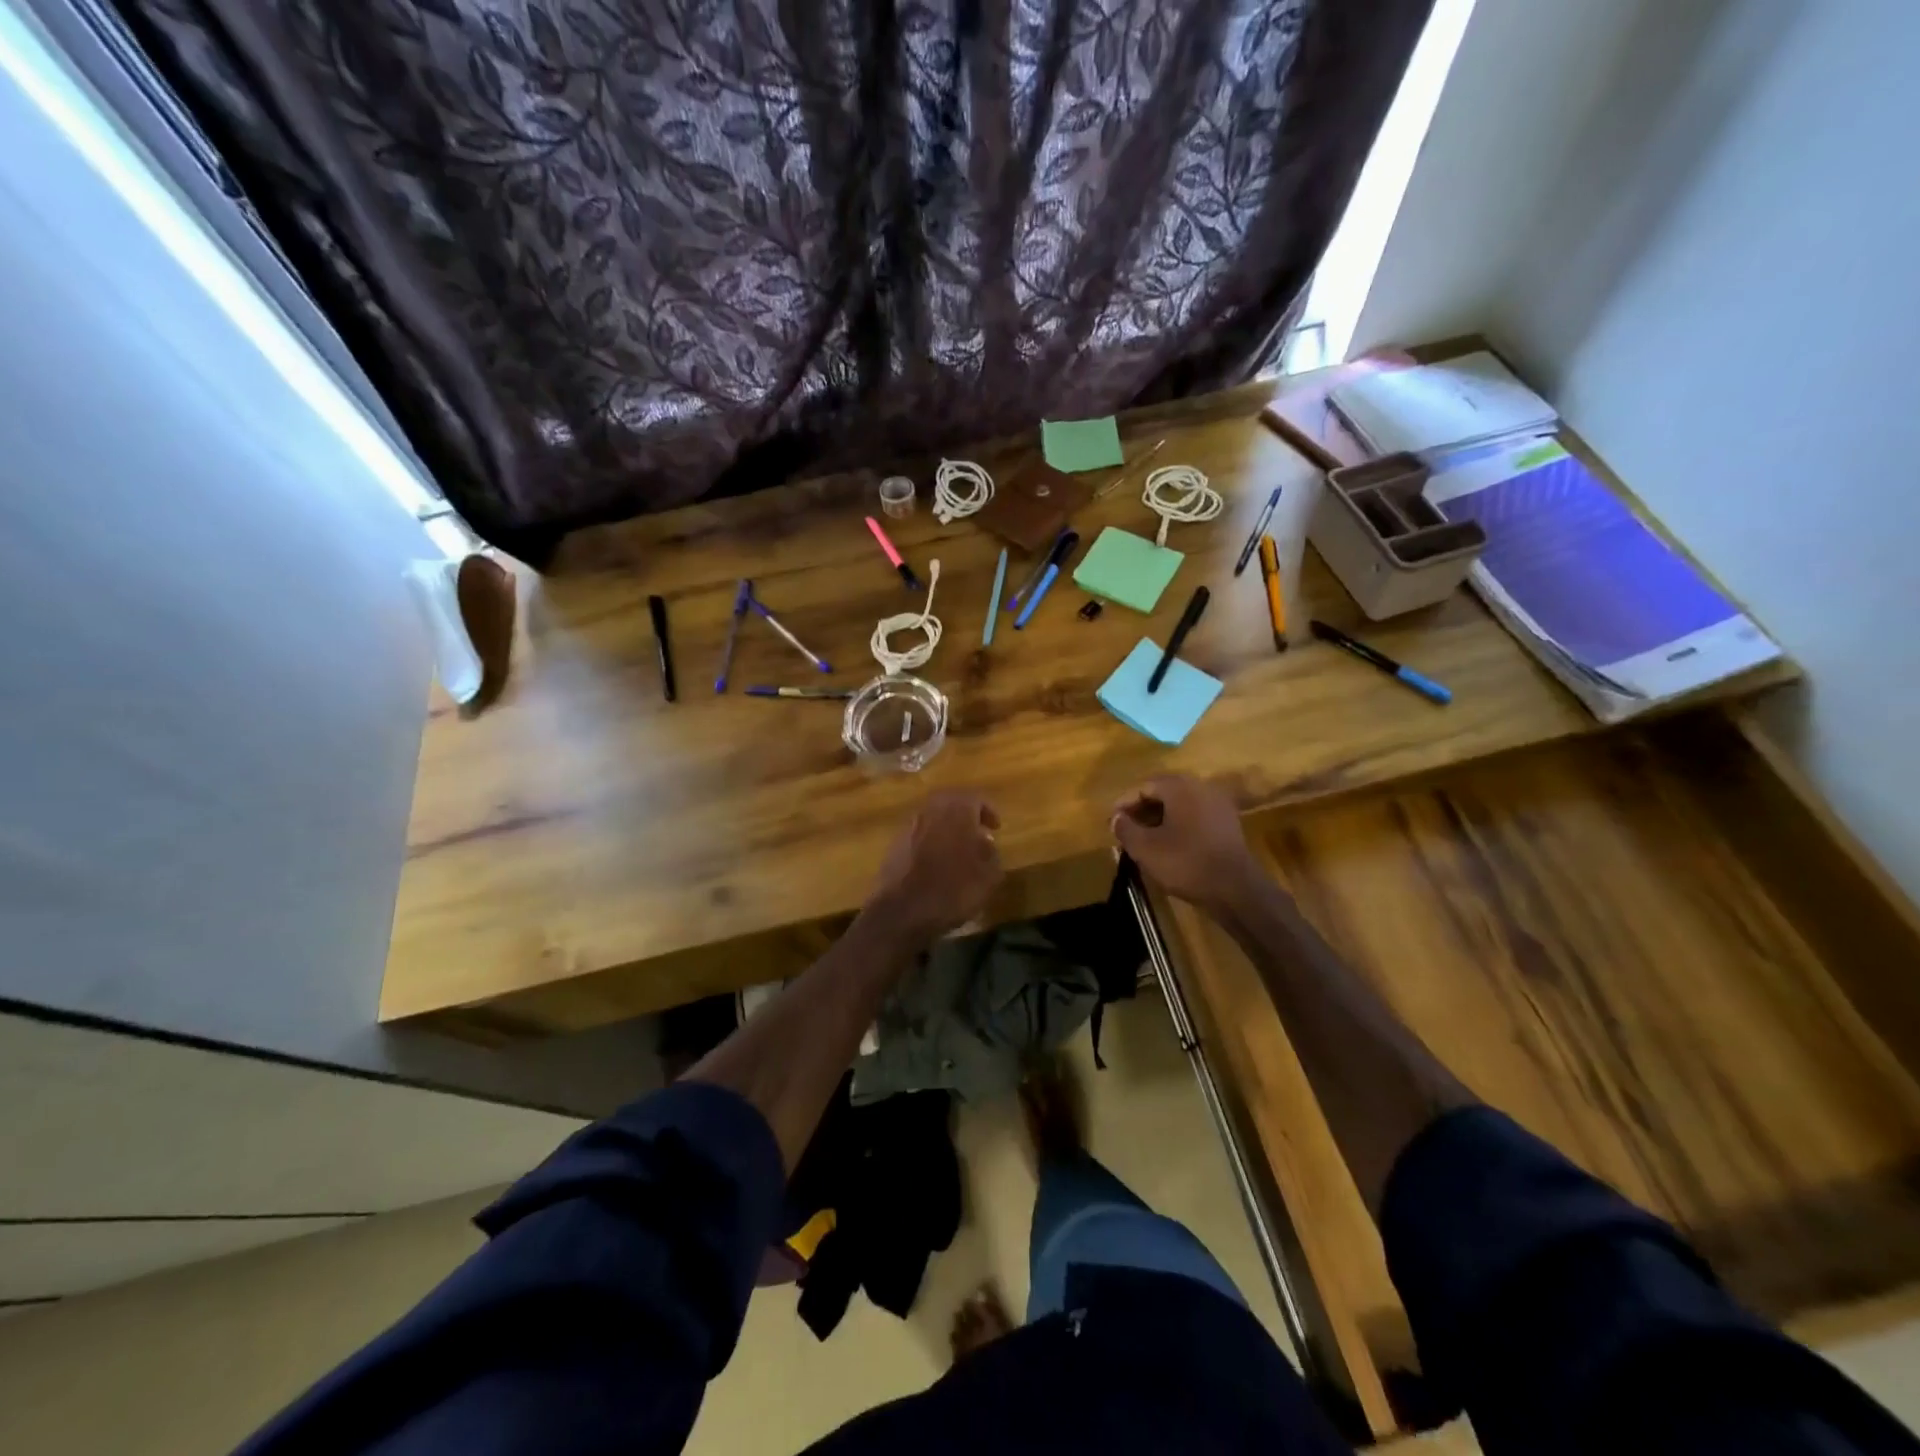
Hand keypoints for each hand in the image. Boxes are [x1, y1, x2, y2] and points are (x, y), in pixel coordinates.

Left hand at [865, 790, 1003, 943]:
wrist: (901, 912)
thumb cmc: (952, 891)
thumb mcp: (988, 877)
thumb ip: (991, 854)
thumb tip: (986, 842)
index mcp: (956, 811)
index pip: (975, 798)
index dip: (988, 811)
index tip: (996, 827)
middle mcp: (931, 811)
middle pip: (950, 802)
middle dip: (965, 814)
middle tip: (977, 831)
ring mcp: (909, 826)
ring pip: (932, 817)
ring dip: (947, 827)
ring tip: (958, 848)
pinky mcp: (894, 844)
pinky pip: (918, 833)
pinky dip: (930, 840)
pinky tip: (937, 860)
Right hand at [1111, 775, 1260, 912]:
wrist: (1235, 888)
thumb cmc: (1185, 862)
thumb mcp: (1145, 848)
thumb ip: (1125, 828)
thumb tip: (1116, 818)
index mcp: (1179, 787)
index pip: (1143, 787)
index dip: (1124, 804)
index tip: (1112, 822)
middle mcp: (1200, 787)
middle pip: (1163, 792)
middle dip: (1142, 809)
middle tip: (1127, 828)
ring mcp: (1218, 804)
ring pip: (1180, 804)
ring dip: (1160, 817)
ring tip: (1145, 838)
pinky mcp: (1228, 822)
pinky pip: (1195, 815)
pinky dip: (1179, 824)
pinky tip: (1170, 844)